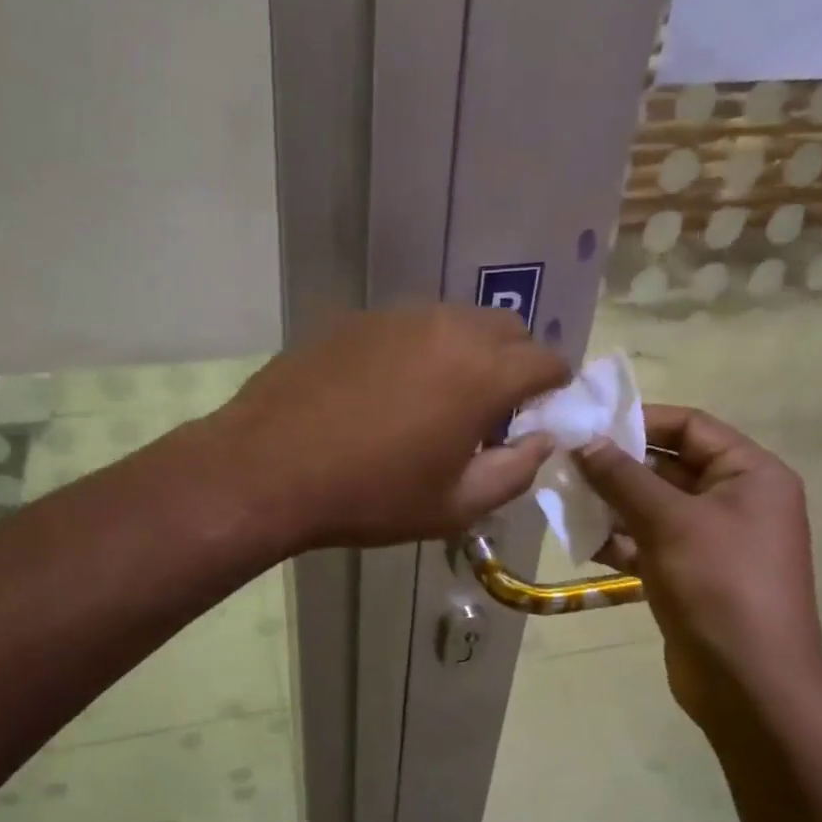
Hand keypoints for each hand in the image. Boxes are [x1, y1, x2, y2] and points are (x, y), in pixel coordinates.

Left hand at [214, 306, 569, 550]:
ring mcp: (397, 316)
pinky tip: (389, 390)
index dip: (553, 389)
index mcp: (482, 372)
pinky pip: (410, 325)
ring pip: (457, 321)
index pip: (547, 360)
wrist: (267, 468)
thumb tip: (540, 441)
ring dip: (467, 352)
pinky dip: (421, 349)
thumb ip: (514, 471)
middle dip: (514, 363)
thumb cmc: (369, 496)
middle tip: (490, 410)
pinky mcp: (356, 319)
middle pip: (508, 329)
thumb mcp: (453, 506)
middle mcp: (447, 327)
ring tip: (438, 400)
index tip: (537, 416)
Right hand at [575, 405, 821, 727]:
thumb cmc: (719, 585)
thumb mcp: (669, 522)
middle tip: (565, 461)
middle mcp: (735, 501)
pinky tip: (580, 539)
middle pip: (668, 466)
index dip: (641, 420)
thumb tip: (584, 442)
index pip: (692, 426)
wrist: (749, 684)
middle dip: (617, 465)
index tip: (589, 423)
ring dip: (611, 503)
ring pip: (653, 507)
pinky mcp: (689, 574)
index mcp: (751, 475)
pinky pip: (649, 542)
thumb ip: (623, 478)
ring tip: (562, 497)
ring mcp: (712, 541)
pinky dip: (618, 539)